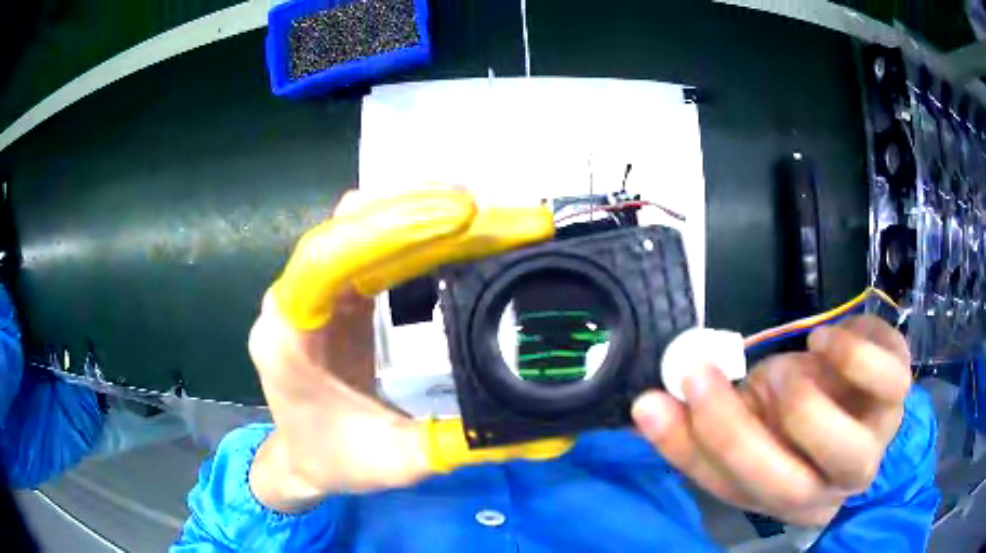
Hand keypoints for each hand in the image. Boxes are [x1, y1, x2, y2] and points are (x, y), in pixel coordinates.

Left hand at [248, 188, 552, 511]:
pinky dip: (414, 233)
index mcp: (290, 334)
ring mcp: (315, 289)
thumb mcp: (397, 461)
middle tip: (491, 213)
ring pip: (361, 225)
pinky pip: (371, 244)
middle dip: (422, 212)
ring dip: (418, 212)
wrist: (301, 458)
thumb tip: (551, 435)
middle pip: (351, 227)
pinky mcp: (336, 291)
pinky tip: (452, 233)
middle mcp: (295, 297)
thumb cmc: (333, 460)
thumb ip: (464, 444)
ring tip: (478, 215)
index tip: (462, 215)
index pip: (329, 257)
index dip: (391, 227)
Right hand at [632, 315, 911, 525]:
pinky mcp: (899, 391)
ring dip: (801, 402)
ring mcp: (877, 442)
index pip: (736, 493)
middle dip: (735, 436)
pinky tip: (826, 341)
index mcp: (791, 501)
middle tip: (699, 376)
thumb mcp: (753, 419)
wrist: (857, 389)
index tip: (650, 404)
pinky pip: (887, 378)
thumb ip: (711, 422)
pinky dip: (852, 354)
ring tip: (792, 364)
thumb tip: (654, 402)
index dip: (691, 452)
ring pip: (848, 451)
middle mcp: (835, 488)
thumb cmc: (800, 410)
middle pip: (789, 489)